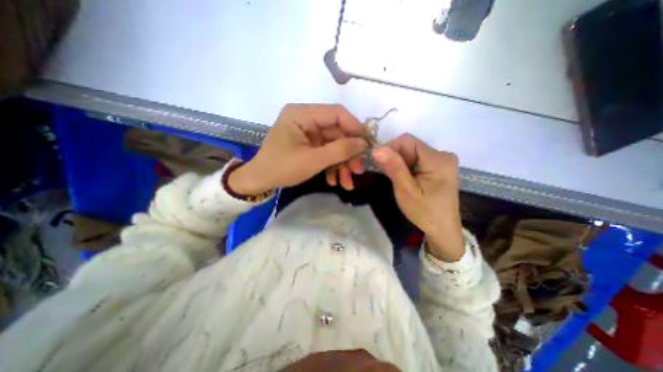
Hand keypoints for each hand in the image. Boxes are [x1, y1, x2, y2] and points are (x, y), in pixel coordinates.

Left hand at [230, 102, 367, 194]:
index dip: (355, 128)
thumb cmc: (282, 168)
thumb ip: (340, 150)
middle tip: (359, 170)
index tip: (368, 145)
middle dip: (348, 154)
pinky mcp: (308, 144)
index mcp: (302, 114)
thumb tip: (363, 144)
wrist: (260, 181)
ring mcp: (307, 133)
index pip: (336, 113)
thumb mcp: (313, 160)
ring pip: (333, 145)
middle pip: (337, 132)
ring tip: (347, 182)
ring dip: (342, 164)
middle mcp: (306, 119)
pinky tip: (333, 180)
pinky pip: (326, 152)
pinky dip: (332, 166)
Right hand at [375, 133, 461, 260]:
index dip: (390, 148)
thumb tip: (377, 149)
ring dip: (400, 163)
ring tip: (397, 180)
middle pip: (411, 146)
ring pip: (413, 152)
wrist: (443, 230)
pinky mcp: (440, 167)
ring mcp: (443, 161)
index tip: (380, 163)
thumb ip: (393, 167)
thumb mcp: (406, 190)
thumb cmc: (424, 212)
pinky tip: (406, 179)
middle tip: (389, 175)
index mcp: (438, 159)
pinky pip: (418, 159)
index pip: (408, 141)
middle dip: (396, 158)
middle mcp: (443, 155)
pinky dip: (407, 166)